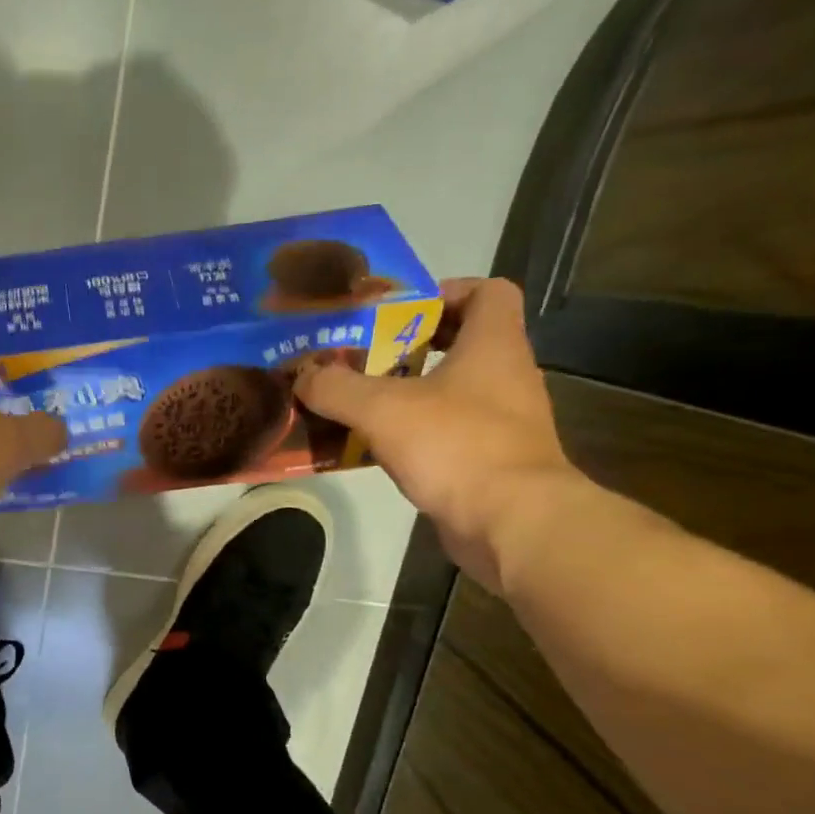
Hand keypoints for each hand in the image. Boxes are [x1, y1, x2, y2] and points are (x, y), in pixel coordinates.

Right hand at [294, 277, 583, 594]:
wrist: (511, 522)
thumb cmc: (455, 446)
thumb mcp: (381, 409)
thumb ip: (336, 387)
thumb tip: (303, 377)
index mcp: (493, 345)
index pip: (487, 292)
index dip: (445, 292)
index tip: (399, 312)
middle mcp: (506, 376)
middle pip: (463, 342)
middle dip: (411, 346)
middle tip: (364, 357)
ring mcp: (503, 421)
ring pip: (452, 391)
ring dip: (409, 392)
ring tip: (360, 402)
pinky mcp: (491, 460)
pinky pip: (448, 432)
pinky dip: (414, 433)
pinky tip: (377, 447)